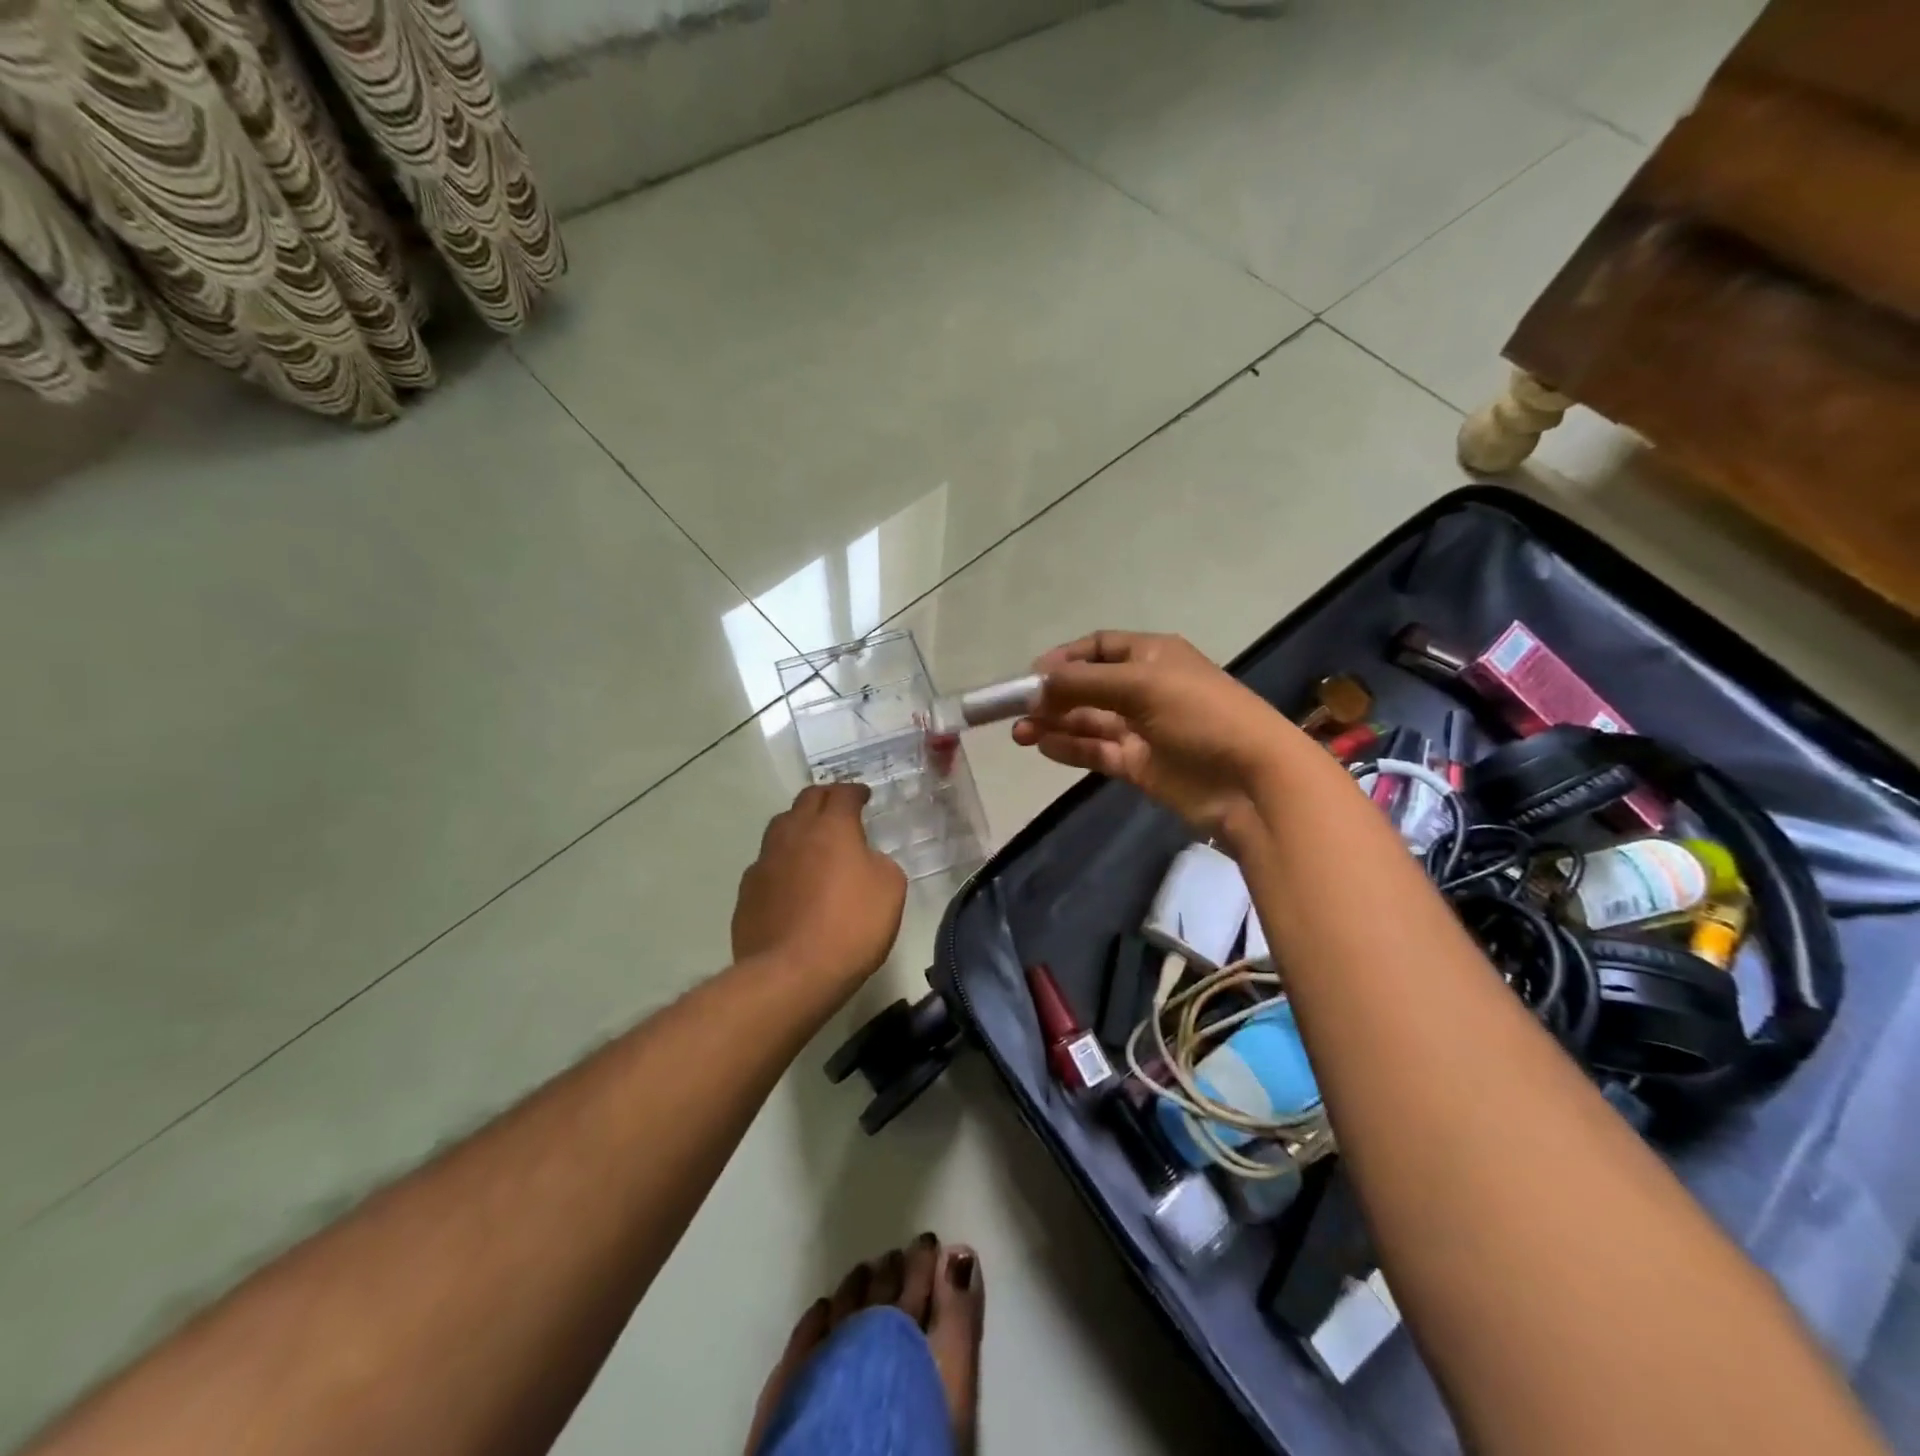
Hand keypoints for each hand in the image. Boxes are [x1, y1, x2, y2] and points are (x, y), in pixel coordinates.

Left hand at [733, 783, 907, 986]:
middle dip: (824, 798)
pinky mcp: (747, 892)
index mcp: (831, 828)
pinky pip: (766, 864)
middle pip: (806, 800)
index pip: (842, 794)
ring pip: (780, 828)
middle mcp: (793, 834)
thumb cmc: (851, 926)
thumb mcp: (890, 889)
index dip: (854, 791)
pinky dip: (782, 862)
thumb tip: (864, 860)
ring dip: (798, 826)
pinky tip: (791, 881)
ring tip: (811, 840)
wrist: (792, 973)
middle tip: (837, 807)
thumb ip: (879, 863)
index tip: (862, 796)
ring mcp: (764, 862)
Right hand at [1011, 631, 1305, 847]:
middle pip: (1087, 686)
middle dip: (1052, 695)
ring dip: (1054, 723)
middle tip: (1015, 711)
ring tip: (1020, 733)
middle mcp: (1144, 688)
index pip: (1099, 647)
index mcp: (1152, 656)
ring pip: (1088, 721)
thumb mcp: (1142, 685)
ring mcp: (1141, 728)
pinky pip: (1096, 751)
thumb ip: (1084, 683)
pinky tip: (1044, 747)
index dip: (1065, 658)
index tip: (1031, 675)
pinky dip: (1070, 748)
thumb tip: (1035, 683)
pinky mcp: (1138, 764)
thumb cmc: (1201, 716)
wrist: (1251, 780)